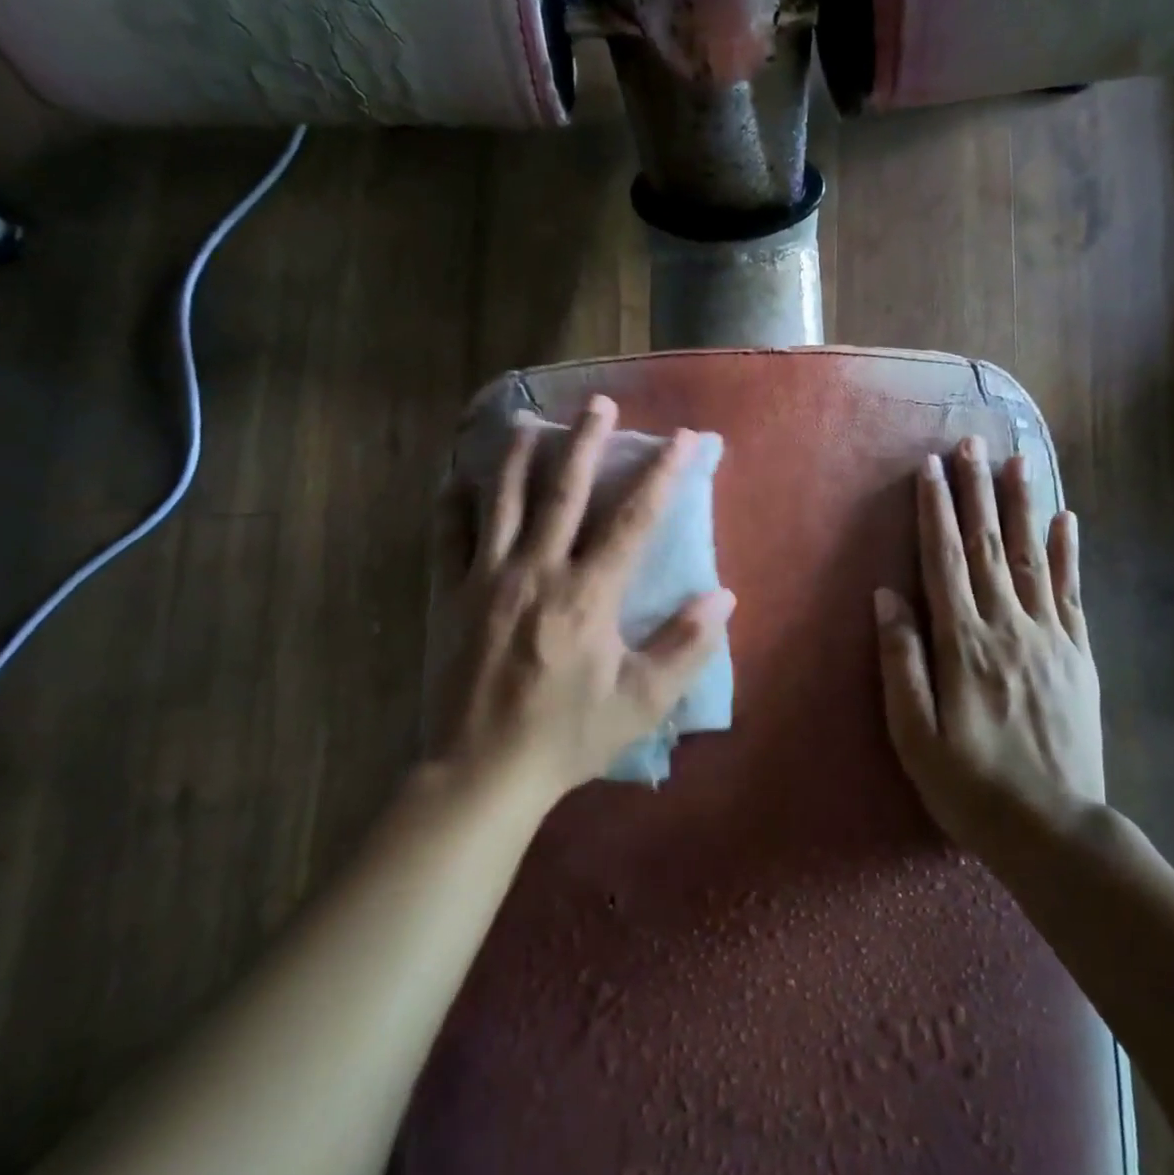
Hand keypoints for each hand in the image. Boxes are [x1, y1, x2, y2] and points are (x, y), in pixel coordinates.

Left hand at [433, 394, 734, 800]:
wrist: (483, 772)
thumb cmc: (568, 736)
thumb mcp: (641, 701)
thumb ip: (686, 646)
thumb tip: (724, 597)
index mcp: (587, 595)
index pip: (635, 519)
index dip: (663, 474)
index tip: (685, 439)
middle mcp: (537, 572)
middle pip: (564, 490)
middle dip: (586, 441)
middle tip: (599, 402)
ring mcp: (488, 579)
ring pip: (502, 500)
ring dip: (518, 455)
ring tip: (530, 421)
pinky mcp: (453, 596)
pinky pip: (449, 537)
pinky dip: (454, 503)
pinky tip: (457, 479)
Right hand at [874, 437, 1103, 853]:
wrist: (1053, 829)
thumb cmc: (969, 785)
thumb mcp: (913, 734)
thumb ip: (901, 660)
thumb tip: (886, 597)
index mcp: (963, 643)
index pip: (945, 561)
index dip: (936, 511)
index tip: (931, 468)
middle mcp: (1007, 627)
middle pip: (989, 545)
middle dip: (976, 490)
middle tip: (971, 442)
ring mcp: (1049, 637)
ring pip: (1032, 556)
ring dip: (1022, 505)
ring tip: (1018, 460)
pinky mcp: (1078, 654)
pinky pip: (1071, 591)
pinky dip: (1068, 551)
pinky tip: (1066, 519)